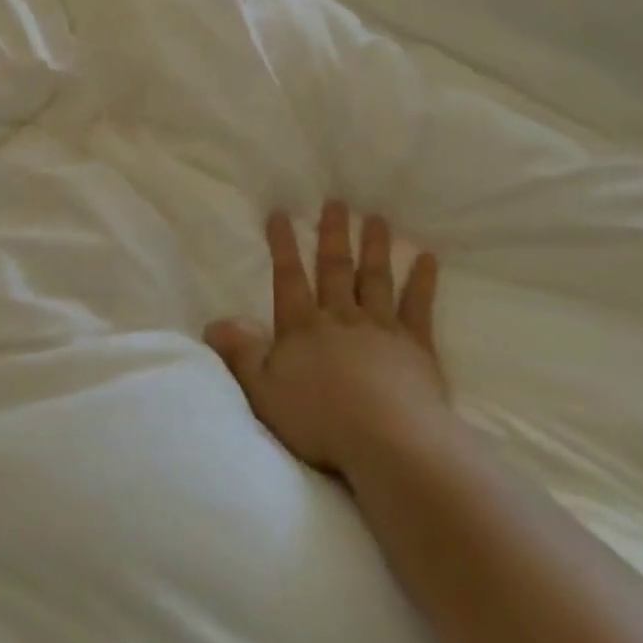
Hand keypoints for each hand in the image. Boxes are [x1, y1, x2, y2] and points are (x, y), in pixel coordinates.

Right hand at [205, 201, 447, 482]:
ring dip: (375, 247)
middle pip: (335, 268)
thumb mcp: (264, 391)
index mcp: (303, 328)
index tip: (281, 212)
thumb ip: (241, 354)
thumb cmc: (319, 419)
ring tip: (377, 218)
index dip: (283, 245)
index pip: (289, 278)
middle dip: (334, 234)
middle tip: (337, 202)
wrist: (387, 440)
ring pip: (375, 278)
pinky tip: (429, 258)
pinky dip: (423, 281)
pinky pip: (418, 307)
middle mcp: (341, 317)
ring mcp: (381, 327)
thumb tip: (214, 322)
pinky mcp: (415, 346)